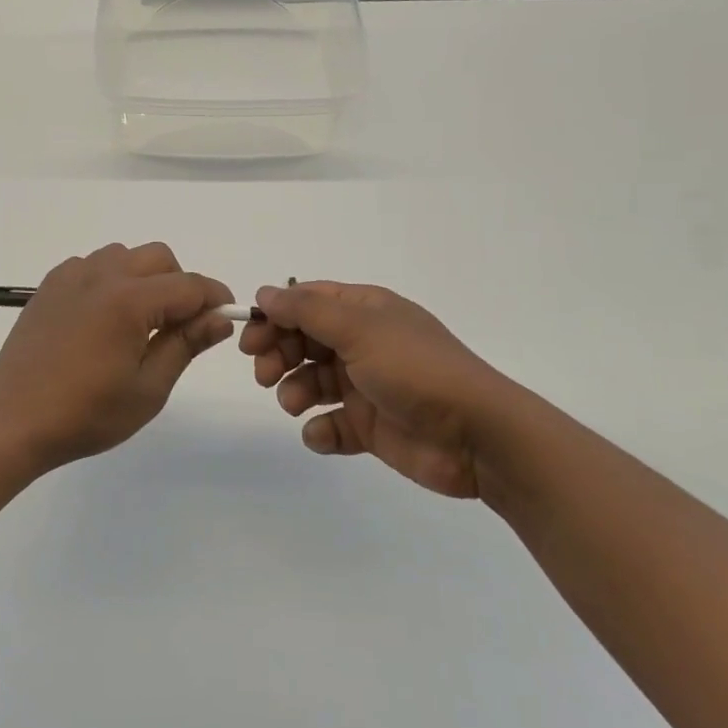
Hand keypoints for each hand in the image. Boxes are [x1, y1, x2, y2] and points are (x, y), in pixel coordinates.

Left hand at [0, 243, 234, 470]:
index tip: (225, 317)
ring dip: (144, 277)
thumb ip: (185, 345)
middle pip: (159, 257)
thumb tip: (220, 318)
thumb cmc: (86, 414)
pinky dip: (109, 279)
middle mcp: (101, 275)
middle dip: (180, 283)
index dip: (214, 298)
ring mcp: (71, 276)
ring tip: (139, 321)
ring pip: (124, 255)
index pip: (189, 285)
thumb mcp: (148, 389)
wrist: (14, 420)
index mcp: (128, 300)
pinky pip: (92, 265)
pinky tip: (102, 317)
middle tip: (179, 325)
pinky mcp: (49, 285)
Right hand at [241, 282, 536, 498]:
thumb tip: (265, 292)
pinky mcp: (370, 427)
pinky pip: (331, 424)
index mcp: (364, 311)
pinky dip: (320, 429)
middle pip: (303, 341)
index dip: (275, 316)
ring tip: (294, 403)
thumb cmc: (415, 369)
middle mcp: (362, 343)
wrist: (477, 435)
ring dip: (294, 390)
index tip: (249, 337)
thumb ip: (307, 310)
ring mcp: (366, 386)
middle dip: (278, 354)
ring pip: (312, 381)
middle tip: (264, 374)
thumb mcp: (359, 328)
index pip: (307, 302)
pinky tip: (323, 434)